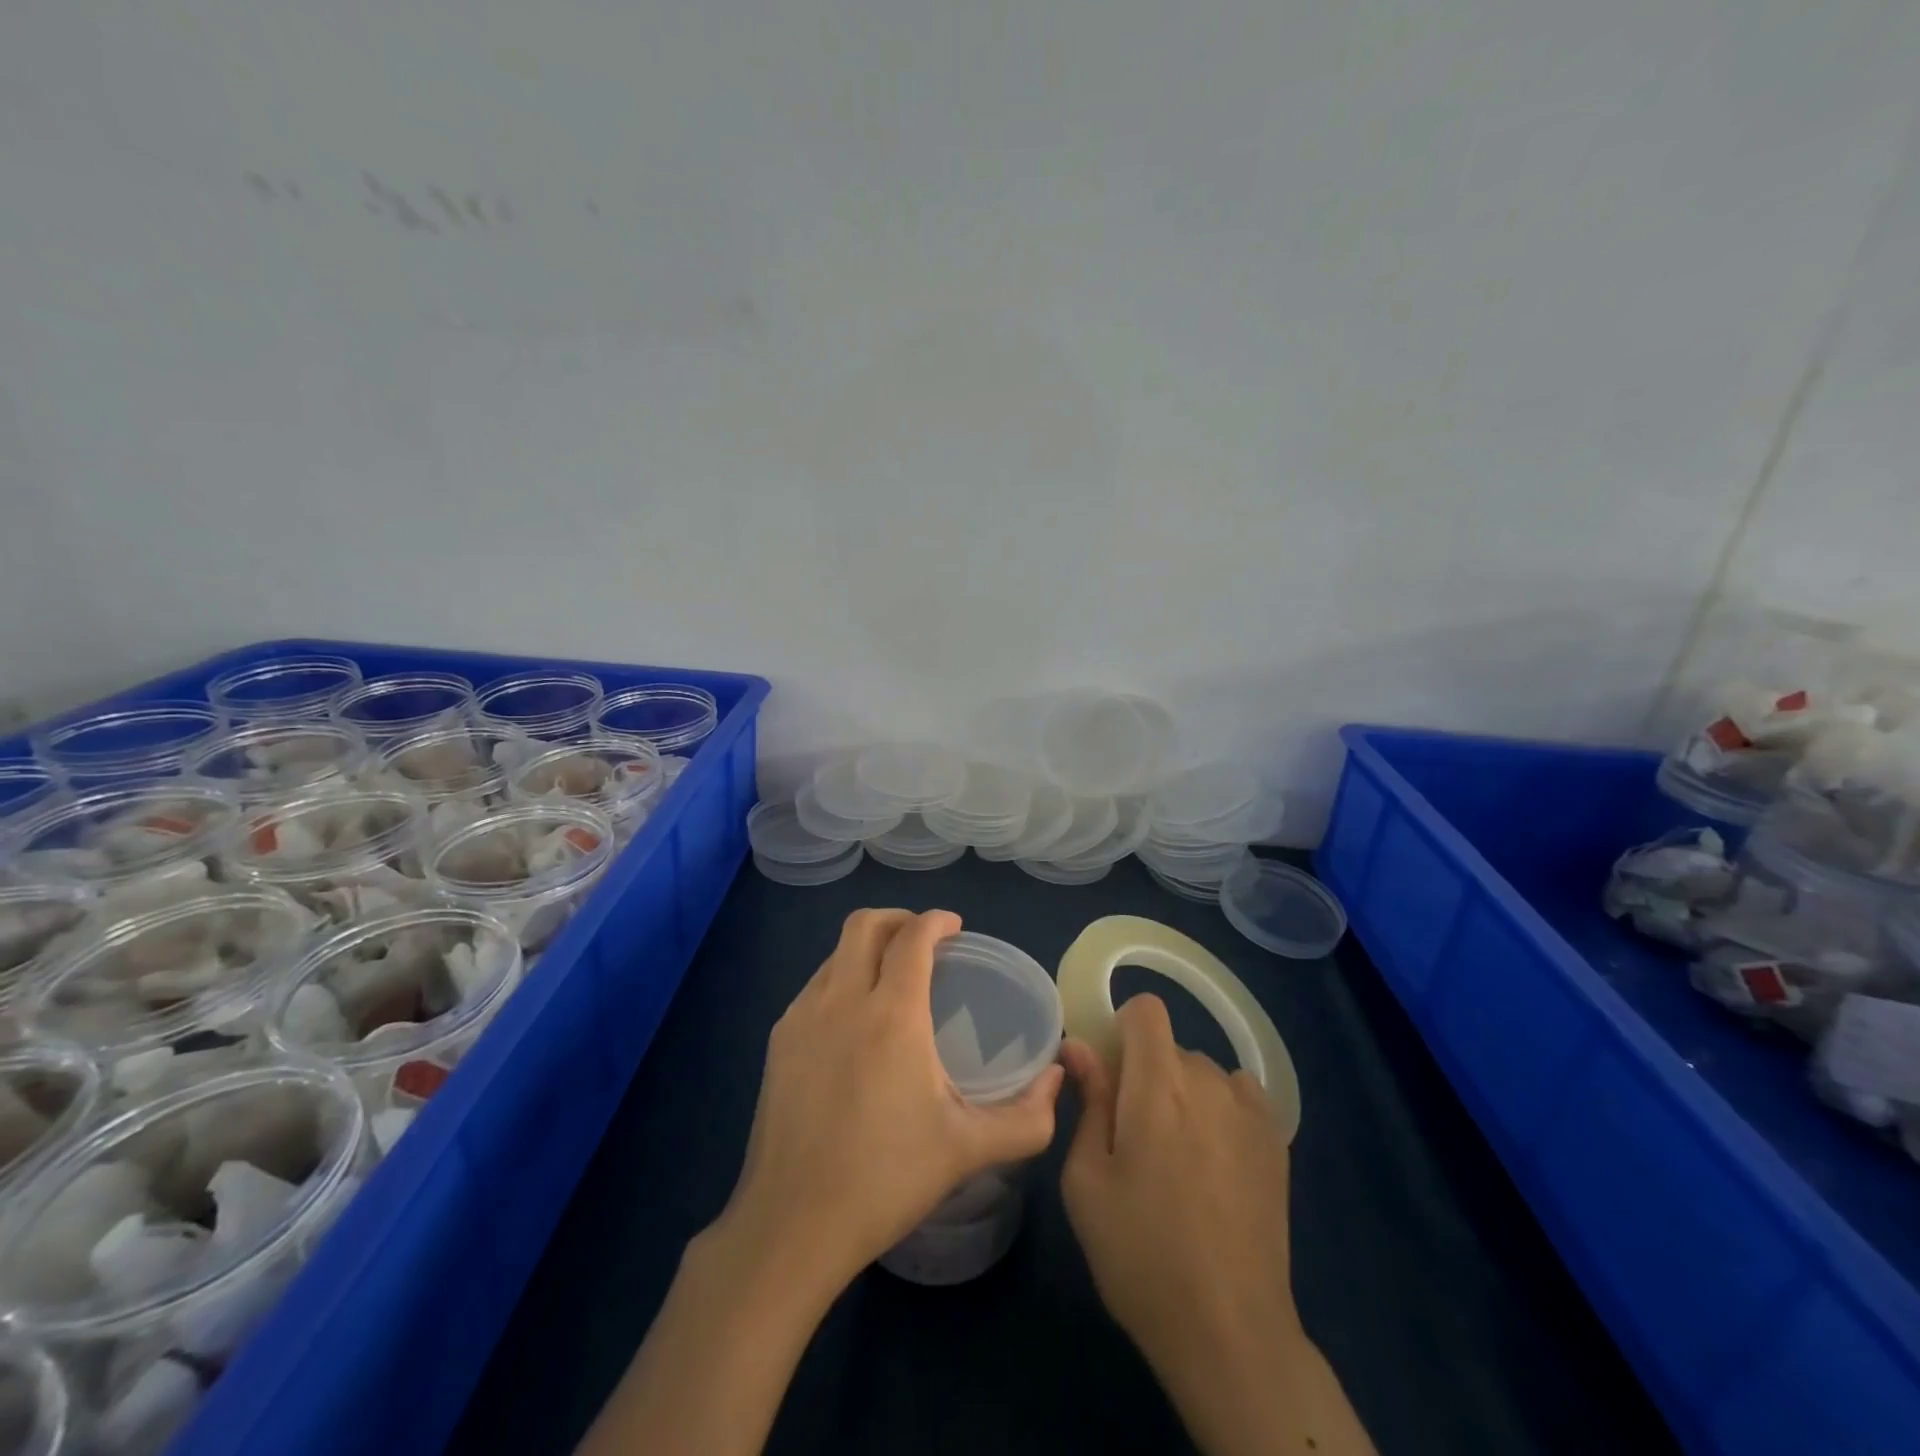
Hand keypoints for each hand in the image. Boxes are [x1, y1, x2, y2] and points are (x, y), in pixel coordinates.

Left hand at [715, 908, 1065, 1300]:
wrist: (792, 1225)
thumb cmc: (886, 1180)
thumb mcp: (969, 1150)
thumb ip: (1027, 1117)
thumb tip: (1057, 1079)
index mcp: (892, 1014)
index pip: (912, 937)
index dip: (936, 921)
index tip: (955, 928)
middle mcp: (842, 1000)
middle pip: (865, 924)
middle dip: (898, 919)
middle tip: (924, 942)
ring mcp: (802, 1017)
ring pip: (836, 953)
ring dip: (867, 948)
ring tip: (891, 979)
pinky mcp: (778, 1040)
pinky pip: (815, 985)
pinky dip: (842, 978)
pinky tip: (855, 1021)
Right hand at [1063, 995, 1373, 1455]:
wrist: (1229, 1331)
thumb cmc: (1140, 1253)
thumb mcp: (1086, 1180)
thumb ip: (1088, 1101)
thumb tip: (1079, 1046)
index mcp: (1158, 1084)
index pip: (1146, 1009)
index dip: (1122, 1030)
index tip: (1109, 1076)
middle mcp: (1209, 1081)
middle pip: (1170, 1048)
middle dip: (1146, 1075)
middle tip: (1134, 1138)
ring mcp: (1249, 1111)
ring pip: (1203, 1074)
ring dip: (1184, 1096)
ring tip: (1178, 1162)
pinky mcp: (1277, 1141)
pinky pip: (1238, 1097)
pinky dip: (1220, 1112)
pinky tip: (1215, 1166)